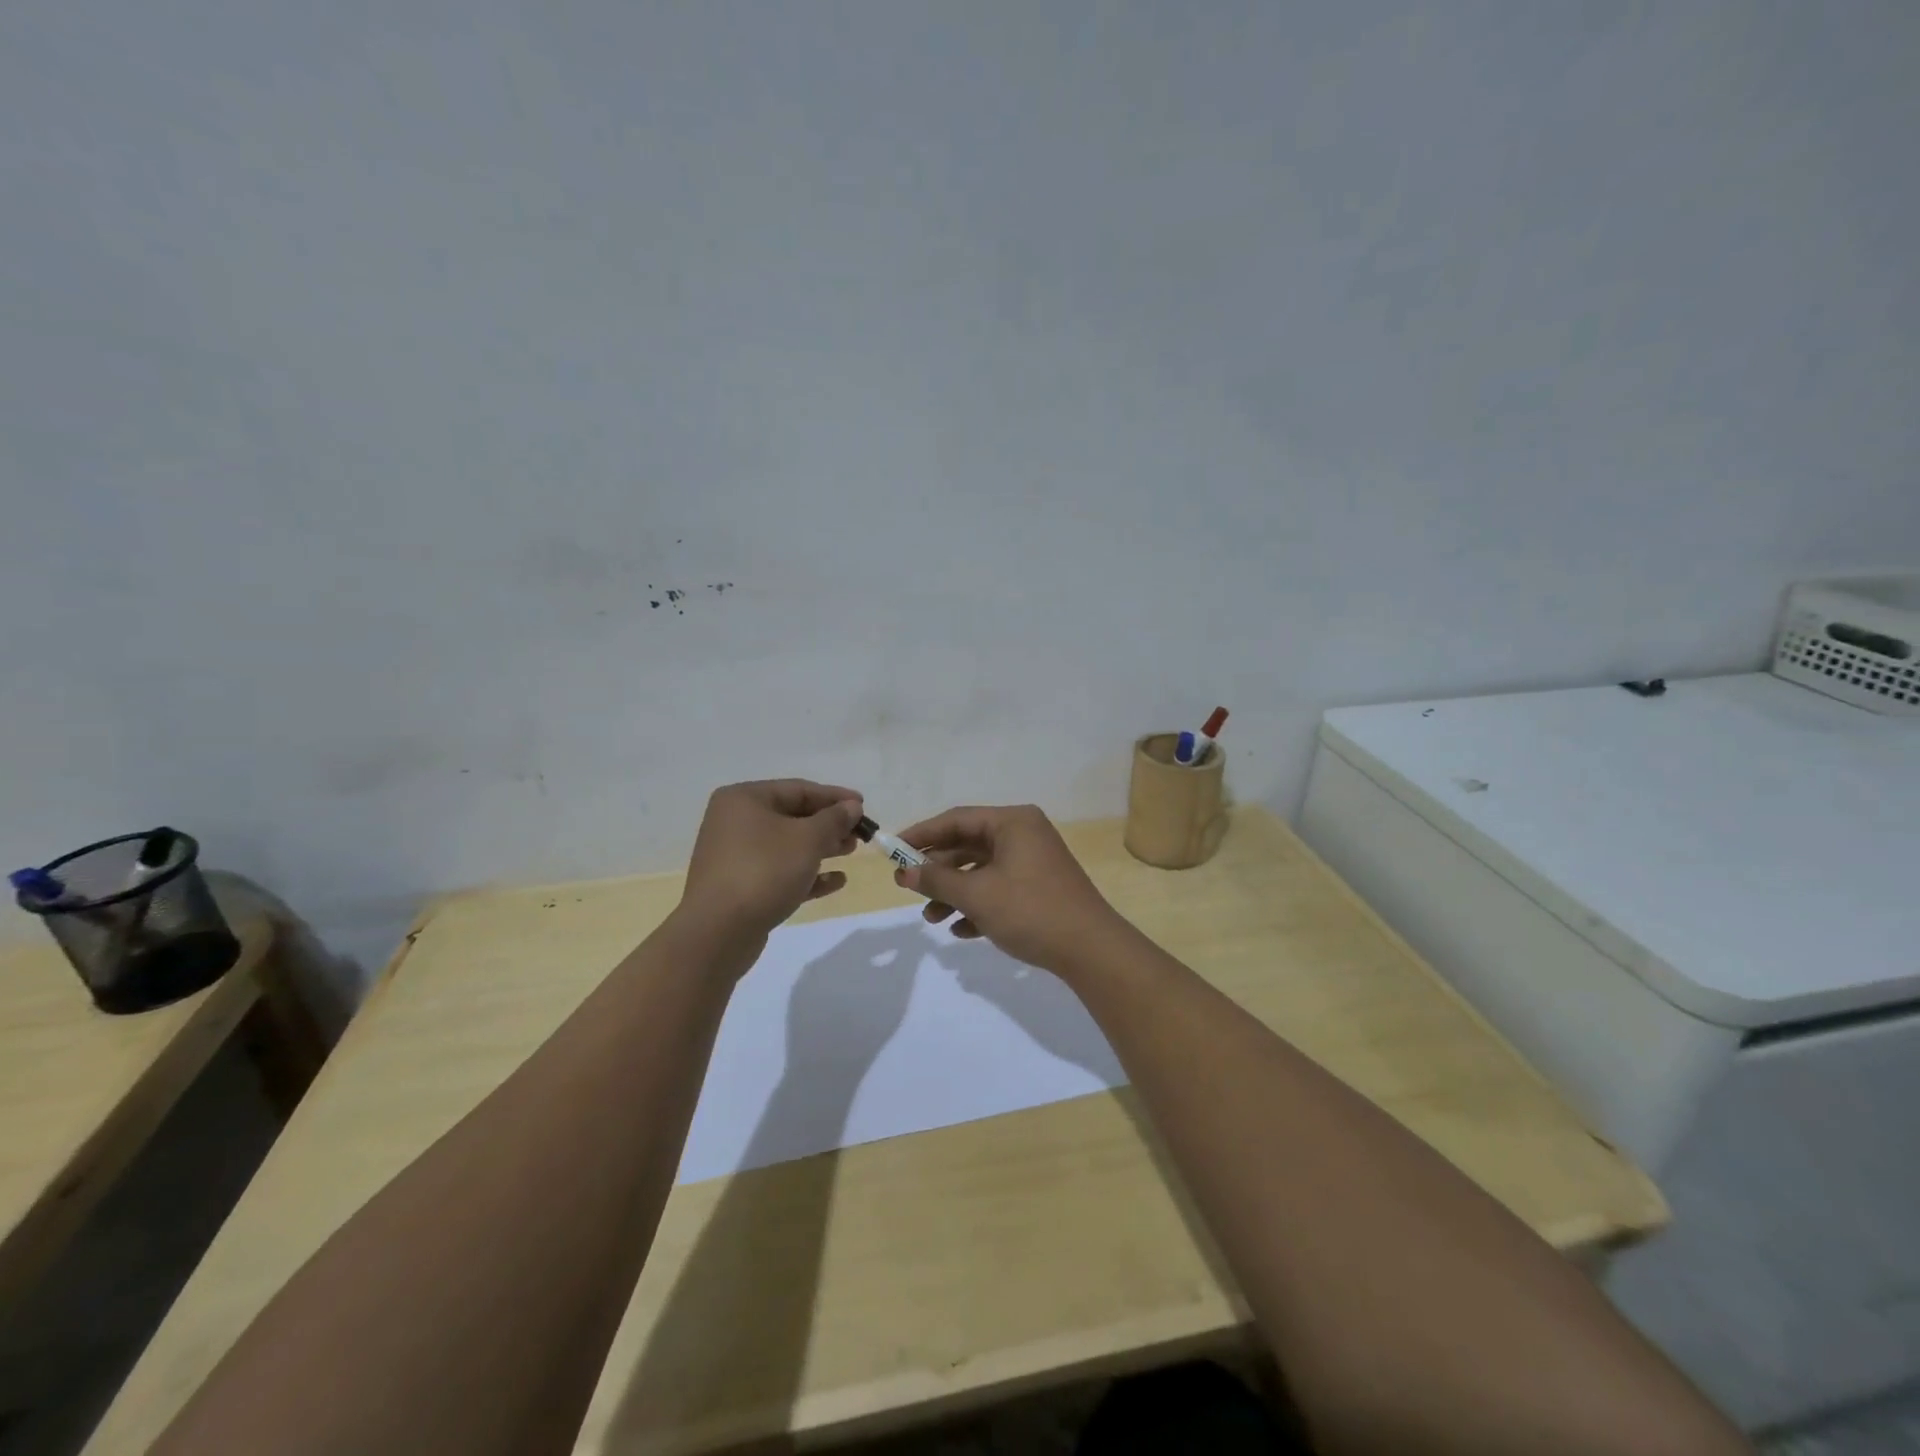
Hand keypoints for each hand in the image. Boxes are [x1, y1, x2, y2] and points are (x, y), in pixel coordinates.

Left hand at [680, 780, 863, 940]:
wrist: (718, 932)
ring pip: (787, 845)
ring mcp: (735, 856)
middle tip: (859, 833)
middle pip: (792, 816)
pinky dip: (806, 873)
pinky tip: (836, 881)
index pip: (798, 789)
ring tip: (851, 852)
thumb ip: (834, 819)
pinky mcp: (740, 886)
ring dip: (821, 847)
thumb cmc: (764, 871)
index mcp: (744, 799)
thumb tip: (852, 806)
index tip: (863, 806)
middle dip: (829, 824)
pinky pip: (779, 872)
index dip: (834, 796)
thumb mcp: (808, 839)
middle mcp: (735, 822)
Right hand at [893, 804, 1128, 974]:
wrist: (1090, 950)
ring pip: (982, 871)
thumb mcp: (977, 895)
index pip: (956, 819)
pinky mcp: (1039, 889)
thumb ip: (937, 880)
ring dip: (954, 893)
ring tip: (931, 918)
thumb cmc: (1030, 910)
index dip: (921, 834)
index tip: (891, 850)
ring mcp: (1033, 862)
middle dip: (937, 870)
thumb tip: (904, 872)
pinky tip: (960, 930)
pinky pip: (999, 889)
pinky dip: (977, 906)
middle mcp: (1024, 835)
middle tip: (906, 887)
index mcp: (1013, 822)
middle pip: (968, 845)